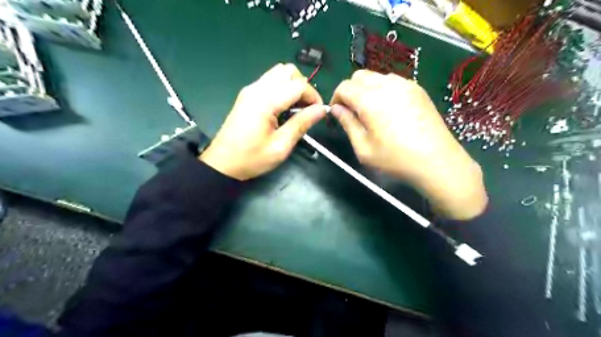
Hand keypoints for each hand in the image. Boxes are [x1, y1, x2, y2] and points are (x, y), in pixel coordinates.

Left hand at [199, 64, 326, 182]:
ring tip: (296, 108)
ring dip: (293, 85)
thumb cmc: (251, 158)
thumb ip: (301, 124)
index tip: (319, 112)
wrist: (222, 163)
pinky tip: (283, 108)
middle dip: (303, 87)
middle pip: (288, 71)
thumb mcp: (280, 146)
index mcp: (265, 101)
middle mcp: (257, 89)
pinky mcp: (247, 95)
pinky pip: (270, 81)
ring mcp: (250, 90)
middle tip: (307, 109)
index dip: (313, 96)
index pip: (298, 85)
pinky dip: (282, 88)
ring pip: (278, 73)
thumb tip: (321, 110)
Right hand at [328, 69, 486, 219]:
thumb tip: (336, 109)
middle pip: (359, 76)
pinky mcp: (418, 89)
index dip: (336, 98)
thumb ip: (348, 124)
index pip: (344, 86)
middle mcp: (387, 85)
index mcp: (370, 100)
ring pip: (377, 76)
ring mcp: (405, 84)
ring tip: (371, 111)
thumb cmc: (395, 159)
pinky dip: (383, 90)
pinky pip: (393, 81)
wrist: (437, 161)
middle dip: (350, 91)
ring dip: (367, 89)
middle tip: (353, 112)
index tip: (337, 113)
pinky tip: (389, 109)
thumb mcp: (363, 148)